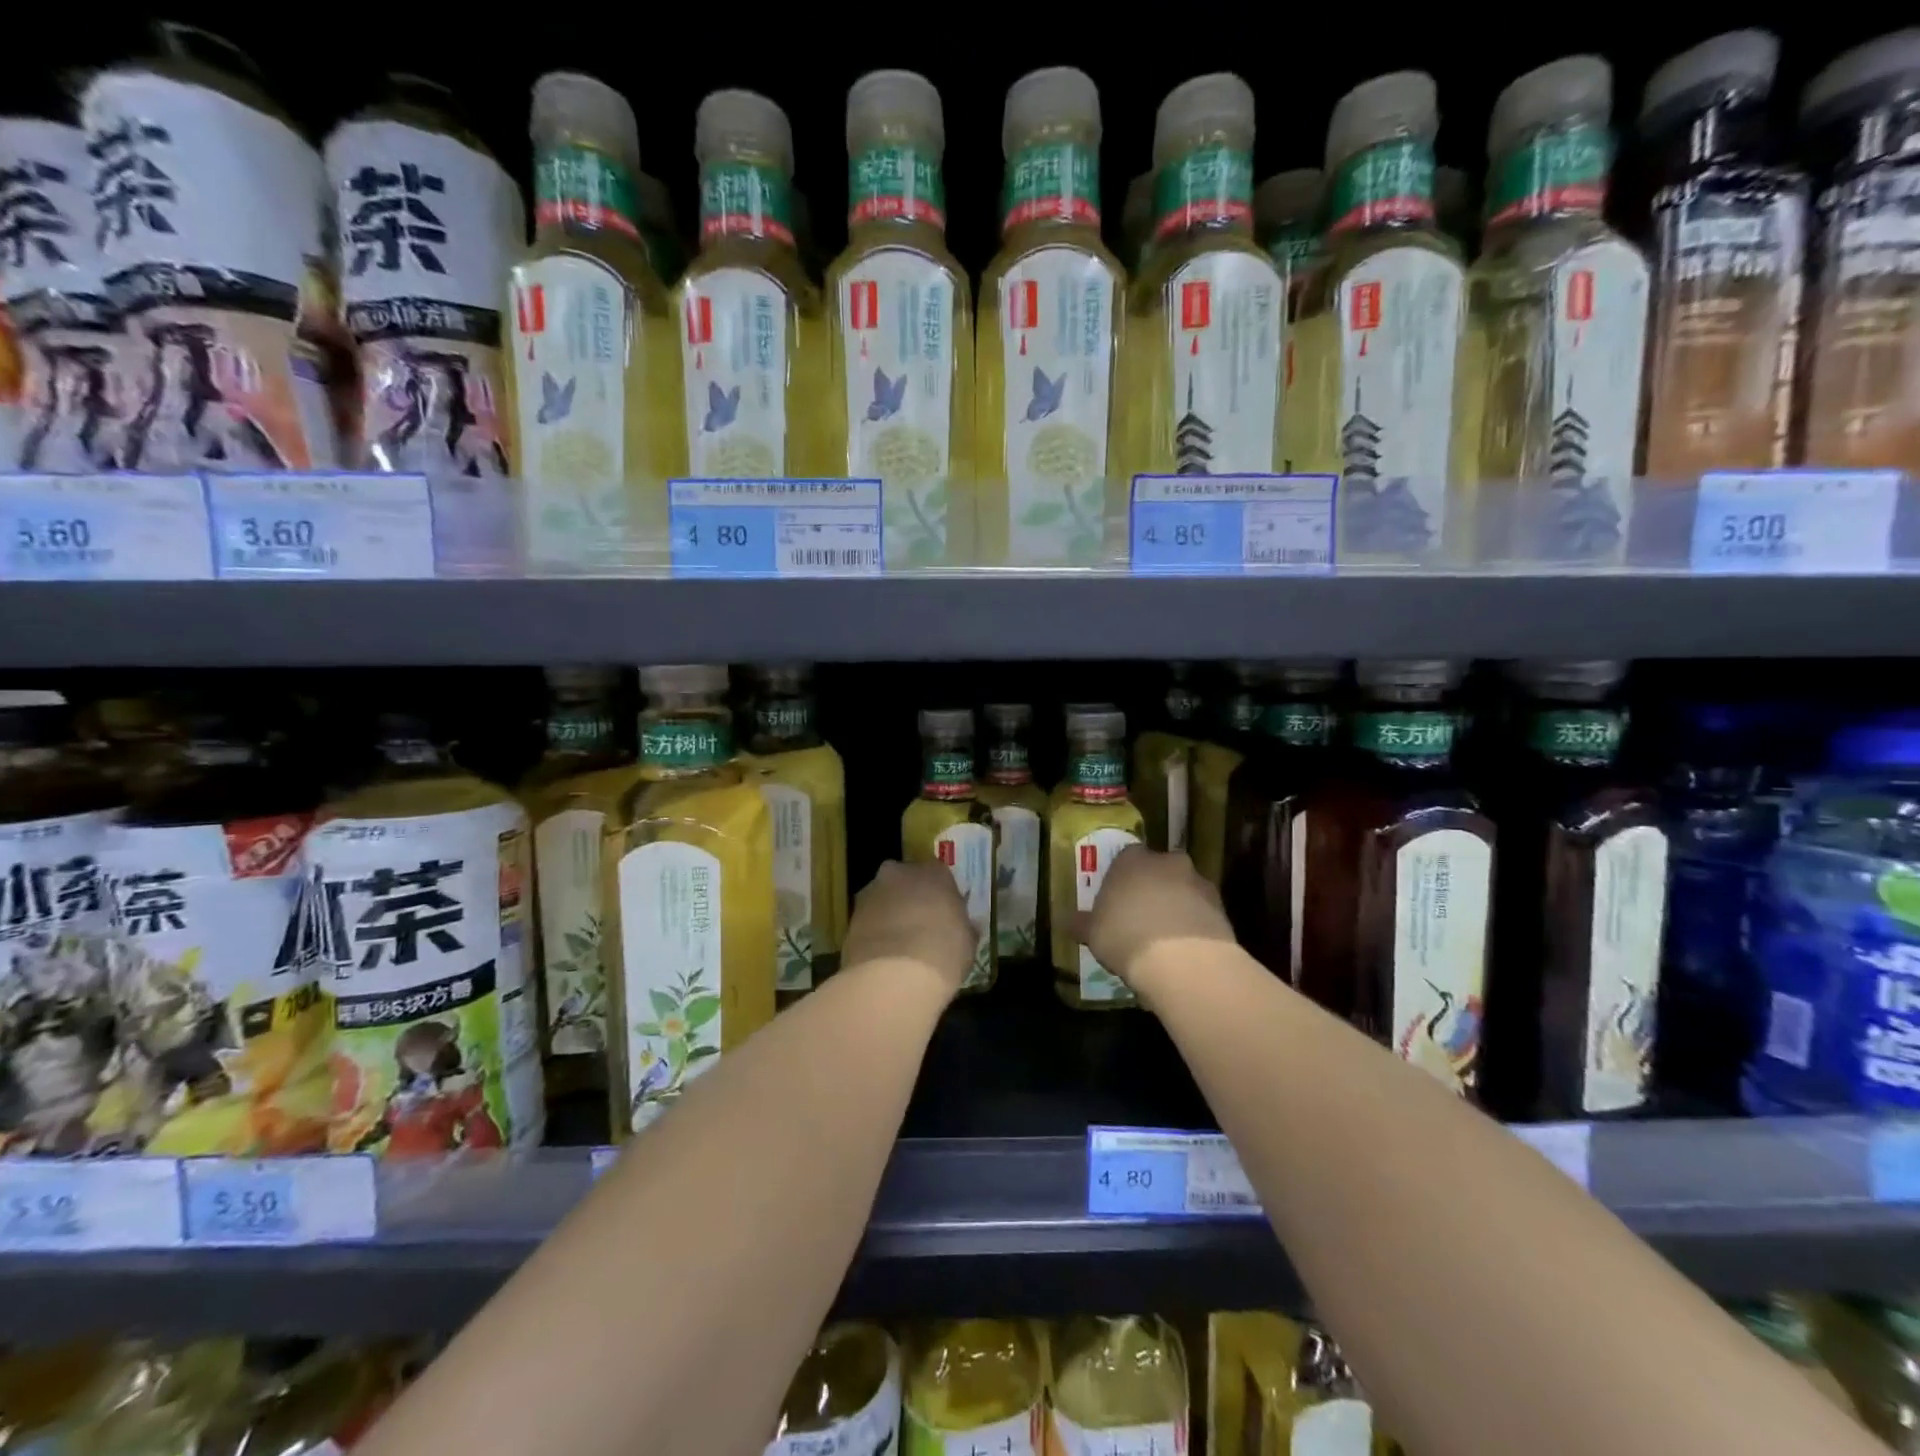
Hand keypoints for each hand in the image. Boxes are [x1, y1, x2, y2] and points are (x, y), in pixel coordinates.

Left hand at [842, 860, 976, 995]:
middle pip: (905, 881)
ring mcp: (871, 893)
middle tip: (918, 926)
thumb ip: (963, 927)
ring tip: (897, 946)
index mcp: (933, 872)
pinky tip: (881, 956)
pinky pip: (867, 920)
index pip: (938, 875)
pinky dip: (873, 932)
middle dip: (909, 898)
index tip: (943, 915)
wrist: (894, 977)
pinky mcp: (850, 917)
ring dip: (888, 914)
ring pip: (882, 898)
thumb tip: (963, 928)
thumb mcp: (967, 942)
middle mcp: (900, 873)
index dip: (940, 896)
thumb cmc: (943, 953)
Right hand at [1082, 847, 1233, 1007]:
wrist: (1183, 961)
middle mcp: (1167, 862)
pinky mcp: (1221, 908)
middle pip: (1158, 870)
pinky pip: (1202, 912)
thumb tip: (1067, 921)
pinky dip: (1195, 925)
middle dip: (1152, 889)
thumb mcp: (1093, 934)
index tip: (1116, 902)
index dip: (1121, 880)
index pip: (1125, 858)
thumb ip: (1082, 924)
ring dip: (1176, 906)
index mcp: (1132, 860)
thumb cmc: (1126, 937)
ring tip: (1165, 939)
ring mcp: (1198, 882)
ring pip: (1183, 890)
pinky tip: (1185, 951)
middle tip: (1141, 918)